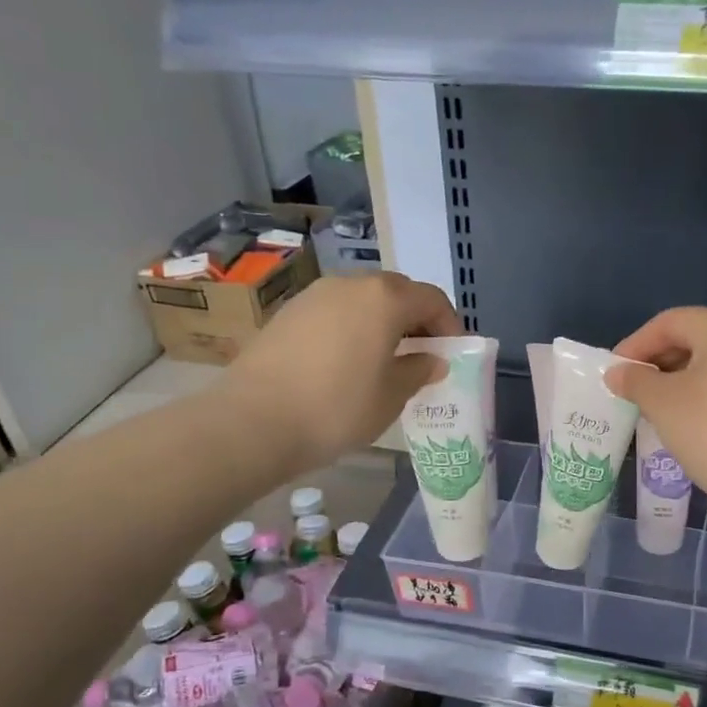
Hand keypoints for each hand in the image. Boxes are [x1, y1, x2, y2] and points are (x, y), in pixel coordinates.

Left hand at [224, 273, 461, 474]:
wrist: (253, 421)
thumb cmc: (337, 408)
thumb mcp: (391, 396)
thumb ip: (418, 370)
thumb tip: (433, 360)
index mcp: (385, 299)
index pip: (432, 300)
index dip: (450, 325)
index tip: (453, 353)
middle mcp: (351, 284)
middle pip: (397, 292)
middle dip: (417, 319)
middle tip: (423, 354)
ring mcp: (315, 295)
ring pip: (363, 299)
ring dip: (383, 321)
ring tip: (387, 358)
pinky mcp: (288, 312)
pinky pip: (335, 311)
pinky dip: (353, 327)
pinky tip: (349, 361)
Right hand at [606, 307, 706, 519]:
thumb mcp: (663, 403)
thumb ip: (636, 381)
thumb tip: (617, 373)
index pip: (669, 323)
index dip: (635, 345)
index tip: (613, 373)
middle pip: (692, 338)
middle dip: (657, 363)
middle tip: (630, 391)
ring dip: (677, 381)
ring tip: (652, 407)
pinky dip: (702, 394)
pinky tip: (685, 420)